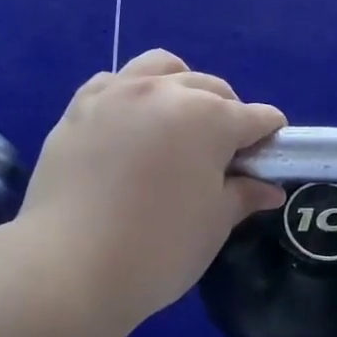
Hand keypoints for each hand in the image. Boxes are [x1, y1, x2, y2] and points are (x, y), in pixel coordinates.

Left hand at [19, 50, 286, 321]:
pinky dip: (131, 93)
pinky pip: (114, 81)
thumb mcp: (213, 225)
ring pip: (162, 68)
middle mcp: (165, 91)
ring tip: (177, 123)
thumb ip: (244, 195)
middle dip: (228, 113)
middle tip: (222, 155)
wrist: (67, 268)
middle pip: (212, 88)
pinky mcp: (79, 107)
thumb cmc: (157, 250)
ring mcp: (117, 93)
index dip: (269, 139)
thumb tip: (269, 188)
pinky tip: (130, 125)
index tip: (268, 161)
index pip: (256, 117)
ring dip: (181, 87)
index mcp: (209, 117)